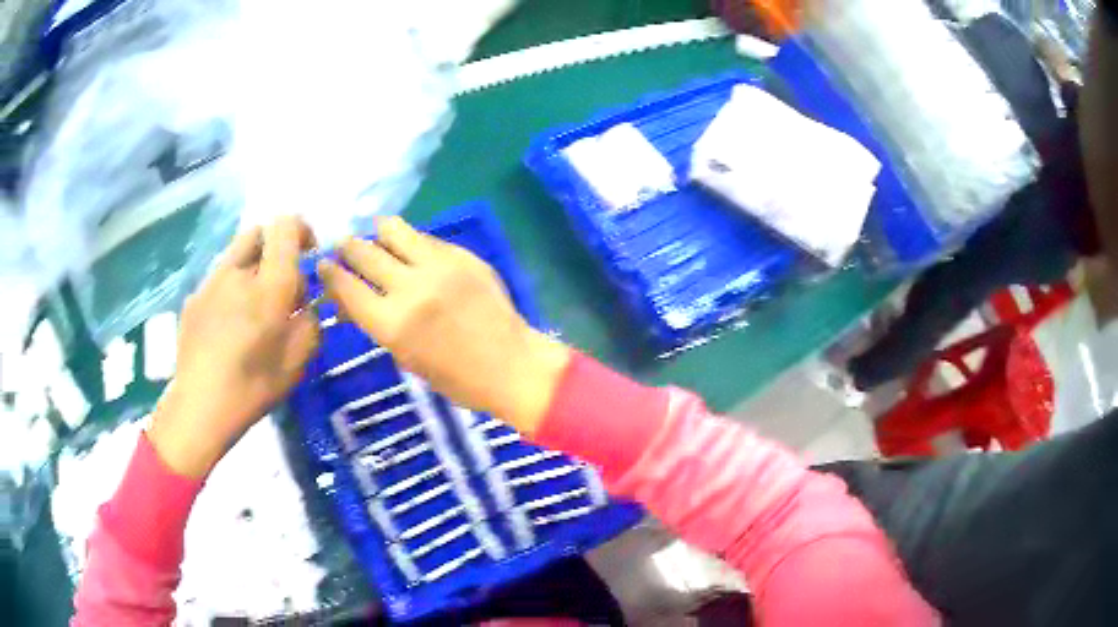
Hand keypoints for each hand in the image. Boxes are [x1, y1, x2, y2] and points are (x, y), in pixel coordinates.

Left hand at [147, 217, 319, 476]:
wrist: (199, 407)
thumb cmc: (253, 387)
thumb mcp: (298, 362)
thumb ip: (310, 322)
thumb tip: (304, 304)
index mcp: (269, 285)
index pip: (285, 226)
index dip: (301, 229)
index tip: (308, 253)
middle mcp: (238, 271)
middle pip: (258, 232)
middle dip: (274, 247)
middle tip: (280, 281)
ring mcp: (211, 282)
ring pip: (236, 256)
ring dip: (251, 269)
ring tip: (251, 308)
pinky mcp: (193, 297)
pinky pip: (218, 280)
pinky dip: (230, 290)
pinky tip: (228, 327)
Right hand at [318, 217, 569, 434]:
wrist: (510, 365)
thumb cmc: (455, 378)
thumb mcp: (404, 357)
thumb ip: (375, 322)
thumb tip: (348, 299)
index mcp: (391, 325)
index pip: (346, 287)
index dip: (329, 273)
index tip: (323, 265)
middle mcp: (409, 289)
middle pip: (364, 253)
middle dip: (348, 248)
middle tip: (344, 246)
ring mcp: (438, 267)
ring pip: (393, 231)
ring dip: (377, 232)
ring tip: (374, 234)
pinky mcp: (462, 256)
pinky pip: (425, 238)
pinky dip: (410, 239)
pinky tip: (408, 244)